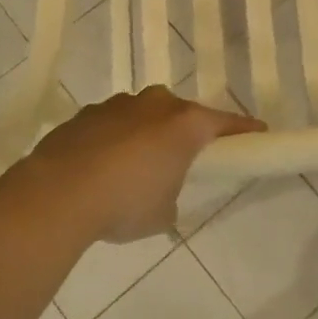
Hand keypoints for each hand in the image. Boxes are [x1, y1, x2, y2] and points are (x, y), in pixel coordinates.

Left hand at [19, 87, 263, 243]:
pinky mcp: (86, 114)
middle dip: (185, 131)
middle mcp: (155, 105)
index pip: (225, 123)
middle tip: (183, 158)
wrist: (58, 193)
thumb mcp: (163, 213)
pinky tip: (101, 167)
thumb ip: (171, 196)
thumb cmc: (125, 203)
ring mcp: (118, 105)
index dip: (244, 130)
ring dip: (146, 133)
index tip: (259, 133)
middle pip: (181, 113)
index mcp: (185, 124)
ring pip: (143, 115)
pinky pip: (112, 124)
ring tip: (135, 167)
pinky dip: (114, 139)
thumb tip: (161, 193)